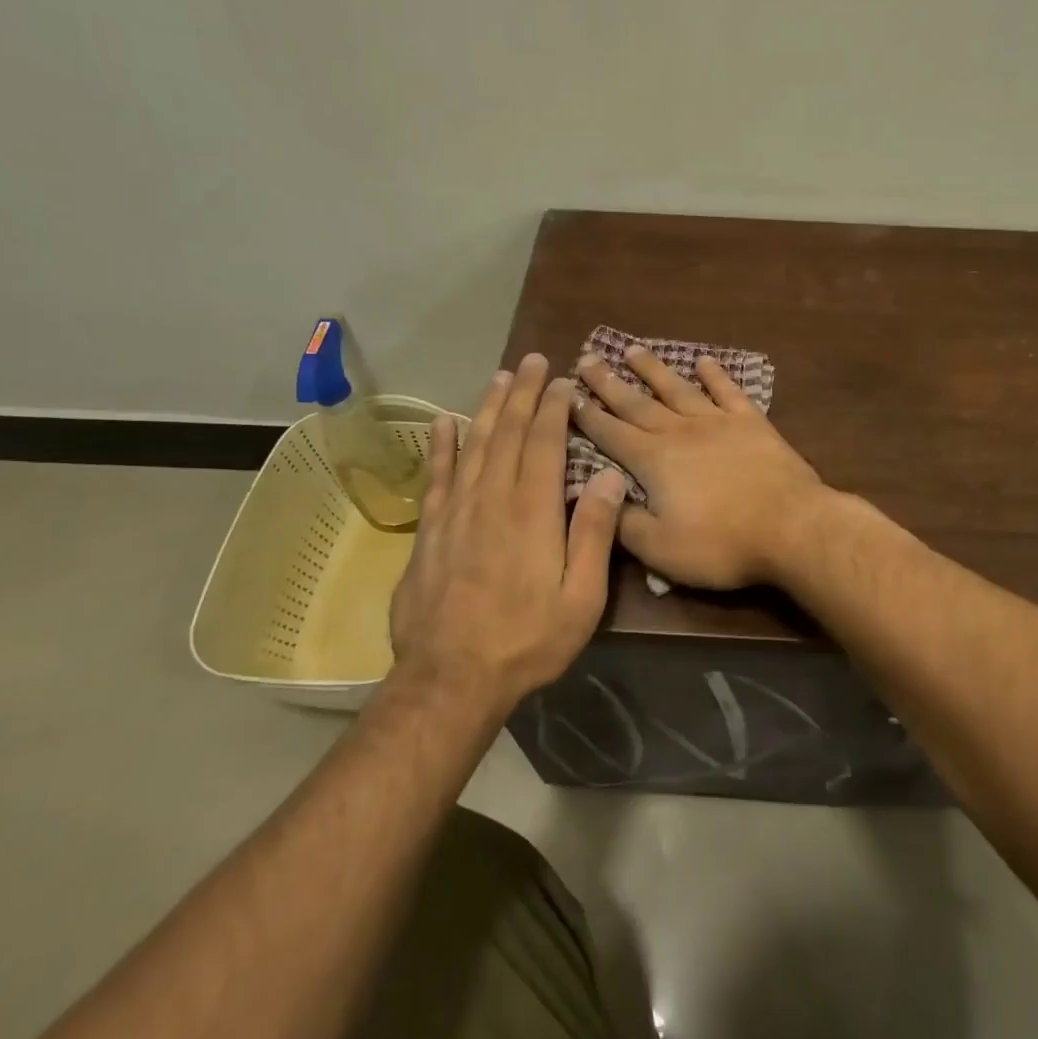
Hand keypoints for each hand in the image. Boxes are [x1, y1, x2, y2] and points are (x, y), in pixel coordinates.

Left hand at [386, 355, 626, 708]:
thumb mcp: (581, 597)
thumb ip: (594, 533)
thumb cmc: (528, 639)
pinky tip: (444, 422)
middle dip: (522, 394)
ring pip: (473, 445)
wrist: (451, 678)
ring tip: (500, 377)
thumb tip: (607, 477)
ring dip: (488, 408)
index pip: (543, 443)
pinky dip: (441, 446)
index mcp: (532, 512)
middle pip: (507, 433)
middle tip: (533, 360)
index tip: (562, 381)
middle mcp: (491, 499)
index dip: (553, 408)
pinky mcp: (430, 531)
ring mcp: (455, 513)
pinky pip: (436, 477)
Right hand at [573, 345, 828, 588]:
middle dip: (608, 382)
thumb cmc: (721, 543)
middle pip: (637, 403)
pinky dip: (715, 375)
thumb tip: (595, 498)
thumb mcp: (660, 548)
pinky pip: (728, 392)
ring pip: (677, 389)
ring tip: (632, 349)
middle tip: (586, 359)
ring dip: (653, 369)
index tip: (565, 394)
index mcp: (653, 460)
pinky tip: (704, 361)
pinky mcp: (752, 423)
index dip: (585, 415)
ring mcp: (718, 422)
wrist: (791, 527)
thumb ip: (623, 522)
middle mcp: (680, 431)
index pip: (610, 433)